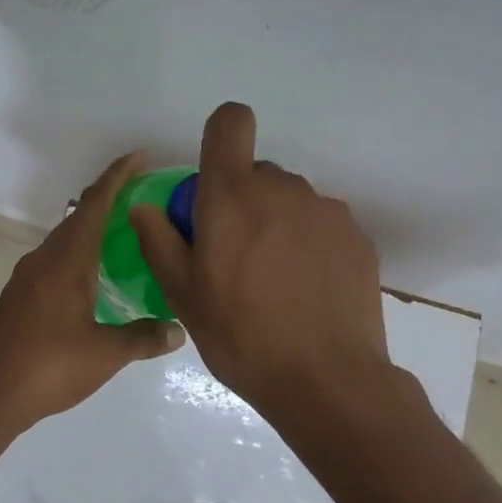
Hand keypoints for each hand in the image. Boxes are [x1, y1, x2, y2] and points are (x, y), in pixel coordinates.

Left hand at [0, 153, 185, 429]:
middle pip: (78, 218)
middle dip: (109, 202)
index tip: (139, 157)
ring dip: (92, 232)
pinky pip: (55, 262)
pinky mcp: (19, 298)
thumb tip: (178, 330)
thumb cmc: (50, 366)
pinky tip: (94, 280)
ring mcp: (27, 278)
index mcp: (67, 261)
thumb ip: (144, 337)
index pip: (94, 205)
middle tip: (144, 202)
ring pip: (65, 242)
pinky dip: (79, 257)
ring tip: (125, 239)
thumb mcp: (106, 353)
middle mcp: (44, 260)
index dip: (117, 177)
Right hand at [130, 102, 388, 412]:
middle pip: (257, 174)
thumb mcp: (183, 295)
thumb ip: (159, 242)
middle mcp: (283, 189)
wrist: (325, 379)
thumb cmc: (241, 336)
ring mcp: (327, 212)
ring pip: (291, 202)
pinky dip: (310, 247)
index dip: (221, 139)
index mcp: (233, 196)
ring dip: (277, 225)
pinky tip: (307, 293)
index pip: (231, 122)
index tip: (213, 182)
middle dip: (241, 203)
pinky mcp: (357, 238)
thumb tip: (144, 207)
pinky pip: (322, 227)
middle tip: (235, 258)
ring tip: (275, 283)